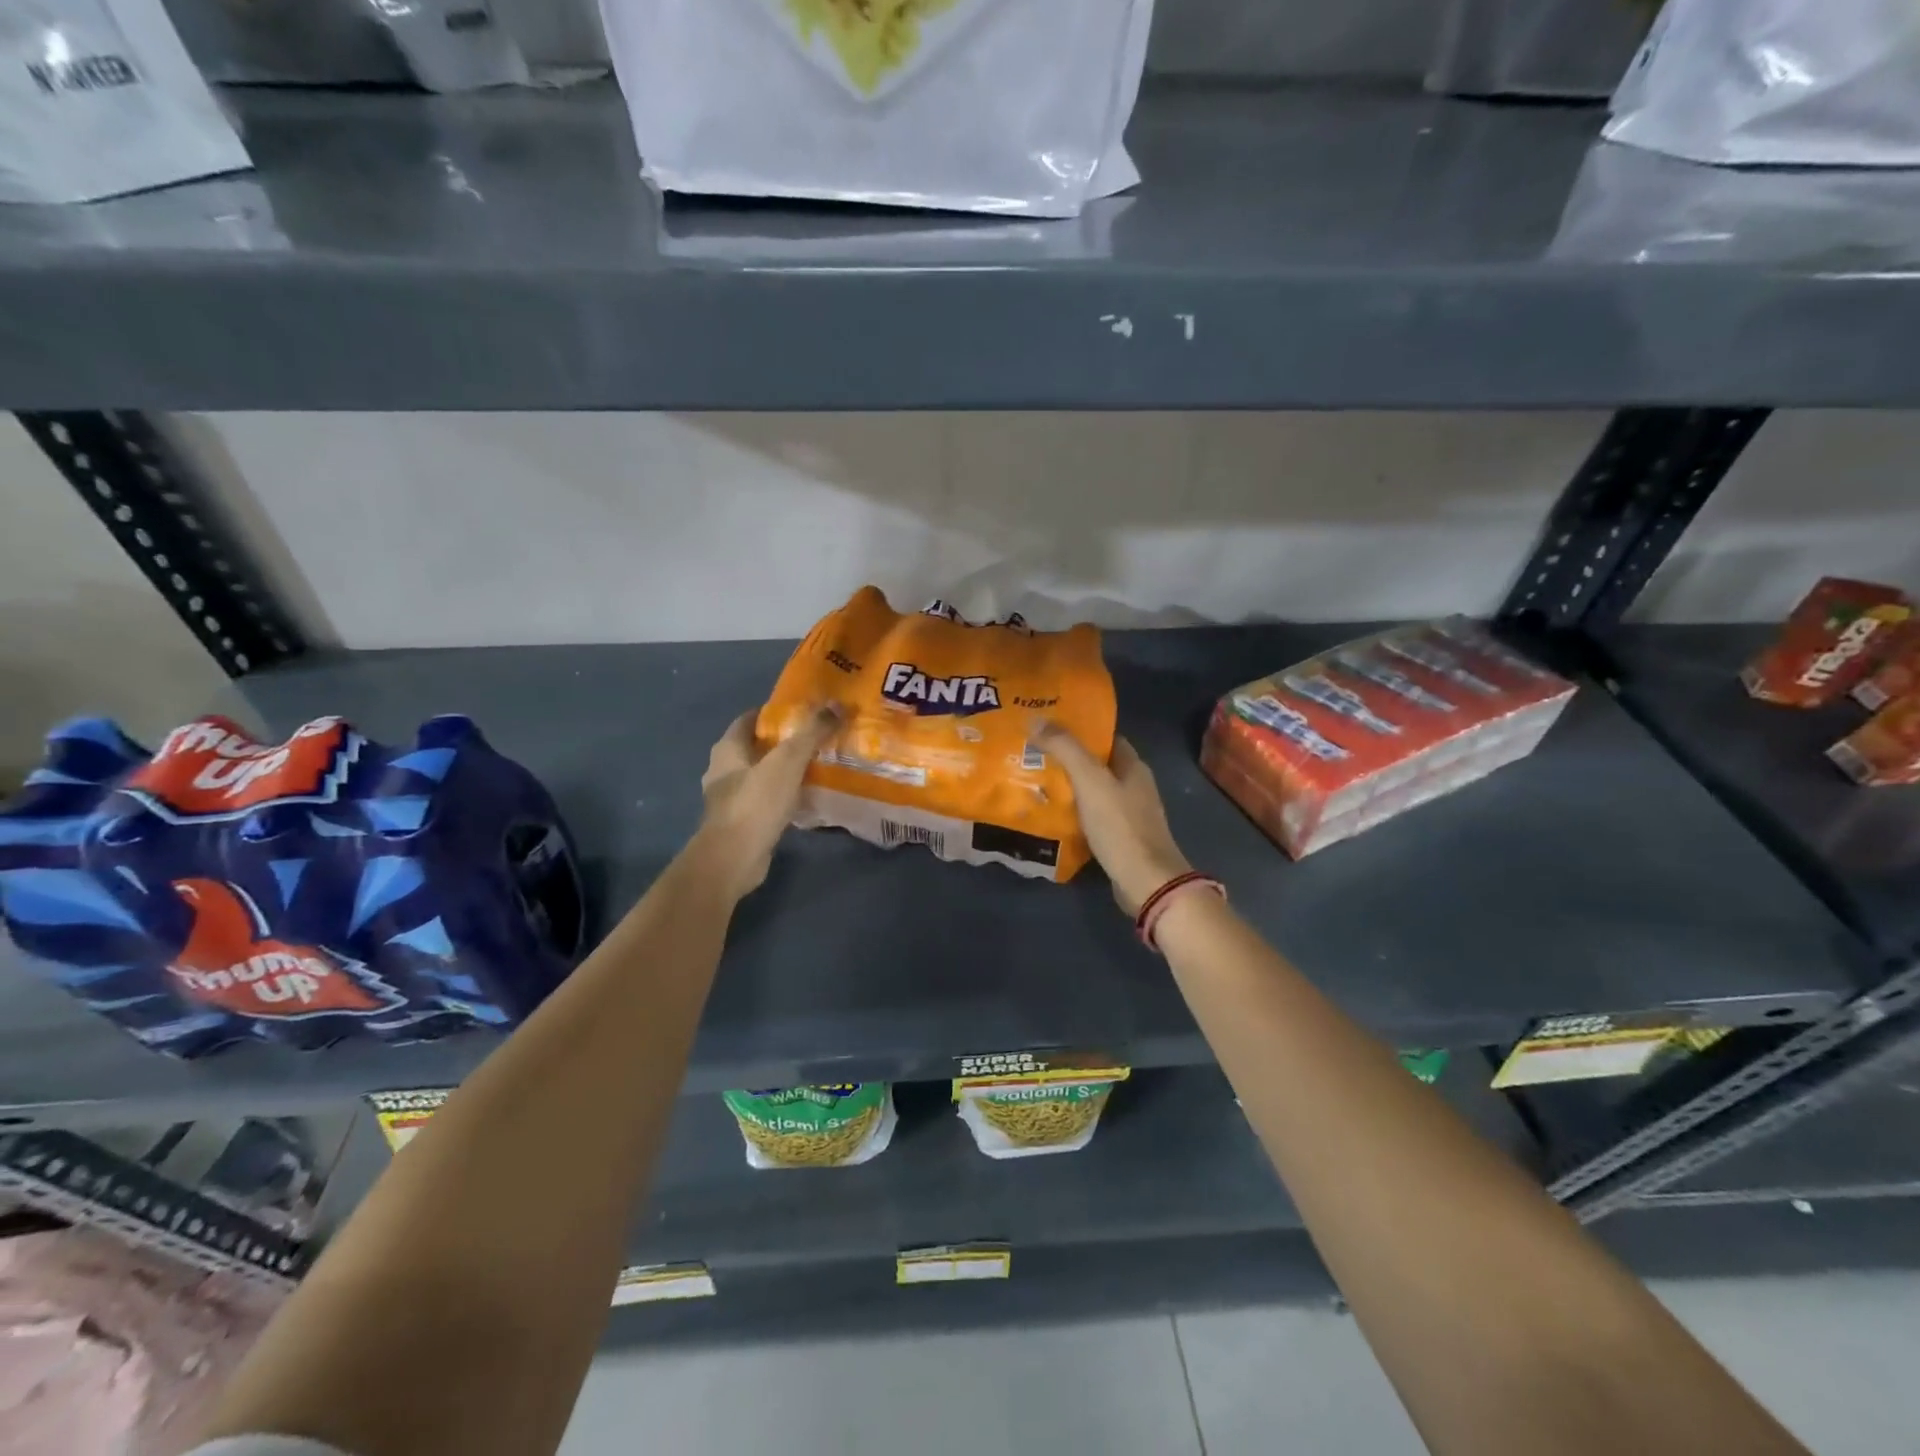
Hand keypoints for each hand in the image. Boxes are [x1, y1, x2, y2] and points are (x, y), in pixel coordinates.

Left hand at [693, 705, 838, 900]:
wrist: (734, 859)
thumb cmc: (755, 803)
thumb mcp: (788, 761)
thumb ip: (812, 732)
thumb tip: (837, 704)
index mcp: (727, 749)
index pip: (750, 719)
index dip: (775, 713)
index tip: (805, 712)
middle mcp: (723, 771)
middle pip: (756, 747)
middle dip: (784, 742)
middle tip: (818, 738)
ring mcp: (730, 799)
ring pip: (762, 776)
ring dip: (784, 771)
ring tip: (818, 767)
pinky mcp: (742, 823)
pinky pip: (766, 801)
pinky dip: (784, 796)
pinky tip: (806, 798)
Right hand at [1033, 725, 1191, 914]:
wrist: (1145, 881)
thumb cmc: (1120, 825)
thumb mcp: (1089, 780)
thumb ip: (1065, 748)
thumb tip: (1036, 717)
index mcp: (1133, 766)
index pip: (1106, 737)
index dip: (1080, 730)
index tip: (1048, 727)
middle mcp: (1135, 786)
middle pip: (1098, 765)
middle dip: (1069, 759)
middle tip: (1033, 754)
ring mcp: (1130, 815)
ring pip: (1094, 792)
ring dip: (1069, 787)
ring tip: (1034, 781)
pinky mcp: (1121, 839)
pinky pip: (1093, 817)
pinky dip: (1074, 813)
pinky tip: (1051, 814)